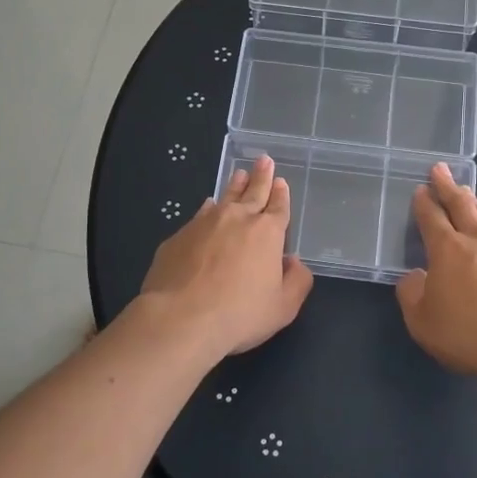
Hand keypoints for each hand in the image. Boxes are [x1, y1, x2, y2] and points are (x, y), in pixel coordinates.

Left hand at [139, 155, 313, 361]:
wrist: (181, 317)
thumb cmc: (239, 315)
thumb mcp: (282, 308)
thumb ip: (297, 282)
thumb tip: (295, 263)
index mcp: (267, 233)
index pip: (278, 207)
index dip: (281, 194)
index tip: (281, 181)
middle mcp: (237, 219)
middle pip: (253, 192)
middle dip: (261, 176)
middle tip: (264, 160)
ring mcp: (205, 223)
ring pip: (225, 197)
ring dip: (235, 185)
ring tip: (239, 173)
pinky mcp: (179, 236)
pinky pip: (199, 214)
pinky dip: (208, 208)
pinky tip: (208, 206)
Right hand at [396, 164, 476, 384]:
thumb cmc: (468, 335)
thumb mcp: (422, 321)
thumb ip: (412, 294)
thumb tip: (415, 277)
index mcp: (448, 250)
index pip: (432, 217)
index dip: (424, 202)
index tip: (421, 189)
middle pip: (462, 205)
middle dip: (448, 187)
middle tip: (441, 170)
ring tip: (471, 197)